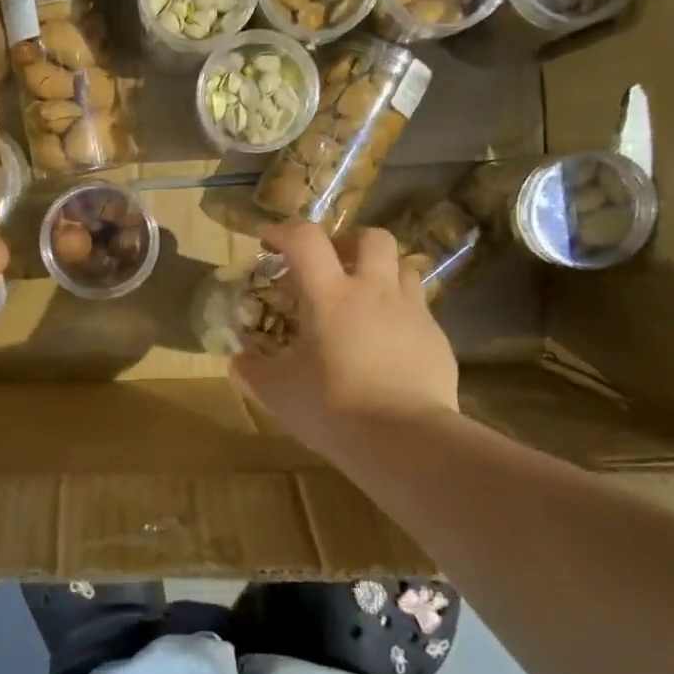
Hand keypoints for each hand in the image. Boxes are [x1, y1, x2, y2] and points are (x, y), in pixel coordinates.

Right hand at [230, 222, 457, 458]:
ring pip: (402, 267)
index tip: (268, 243)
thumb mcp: (278, 392)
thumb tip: (237, 361)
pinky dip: (399, 312)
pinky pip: (418, 308)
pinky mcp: (437, 338)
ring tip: (362, 299)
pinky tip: (386, 342)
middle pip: (370, 237)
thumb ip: (252, 371)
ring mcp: (411, 312)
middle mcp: (374, 291)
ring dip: (379, 272)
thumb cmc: (332, 407)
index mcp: (330, 295)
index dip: (283, 232)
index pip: (305, 239)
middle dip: (347, 242)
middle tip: (329, 266)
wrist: (405, 441)